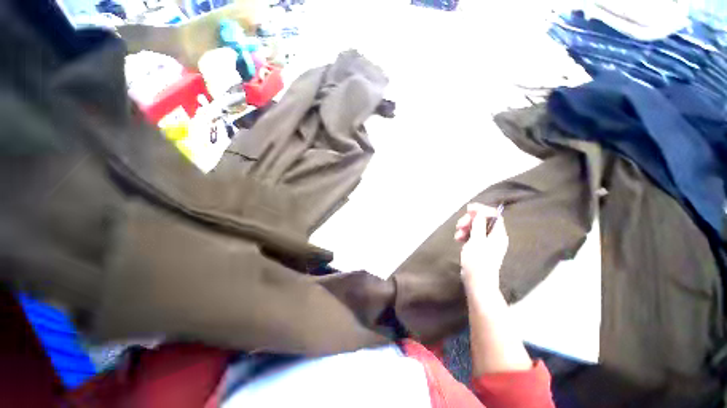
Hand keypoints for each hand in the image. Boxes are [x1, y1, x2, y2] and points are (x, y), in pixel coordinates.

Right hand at [454, 203, 508, 293]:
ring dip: (465, 228)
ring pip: (476, 228)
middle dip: (470, 220)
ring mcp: (487, 243)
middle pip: (483, 221)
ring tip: (457, 235)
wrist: (477, 282)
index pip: (493, 215)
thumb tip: (479, 212)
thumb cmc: (478, 261)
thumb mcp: (477, 241)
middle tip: (459, 225)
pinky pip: (472, 236)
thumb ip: (478, 224)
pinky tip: (458, 239)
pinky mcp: (480, 248)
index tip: (468, 208)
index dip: (481, 210)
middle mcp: (494, 237)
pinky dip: (465, 235)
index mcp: (498, 234)